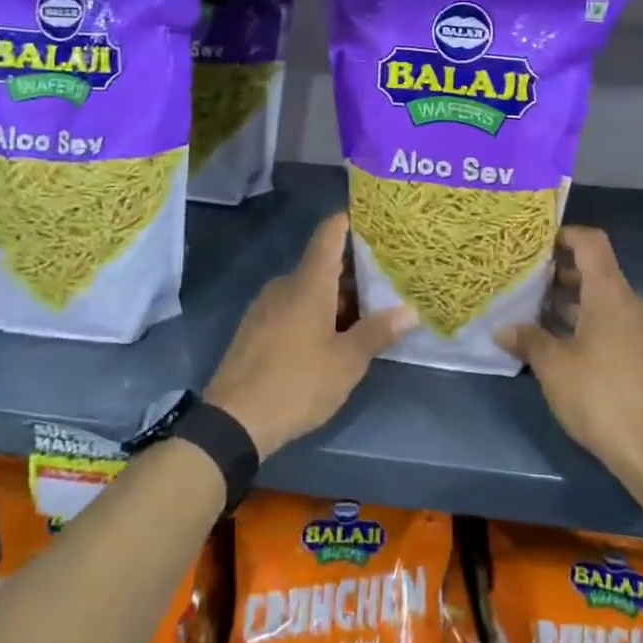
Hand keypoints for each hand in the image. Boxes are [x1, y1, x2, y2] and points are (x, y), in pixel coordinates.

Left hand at [205, 212, 414, 460]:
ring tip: (368, 313)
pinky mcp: (256, 328)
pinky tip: (332, 338)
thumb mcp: (347, 362)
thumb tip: (410, 311)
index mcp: (308, 281)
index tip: (379, 221)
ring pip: (309, 288)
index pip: (330, 232)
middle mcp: (285, 284)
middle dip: (356, 270)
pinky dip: (316, 312)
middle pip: (324, 262)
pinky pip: (292, 306)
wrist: (232, 422)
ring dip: (337, 296)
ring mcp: (266, 306)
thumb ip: (378, 332)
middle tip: (389, 279)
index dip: (352, 220)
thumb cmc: (296, 382)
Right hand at [499, 226, 642, 479]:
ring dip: (568, 300)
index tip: (533, 243)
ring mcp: (639, 328)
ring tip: (530, 309)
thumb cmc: (600, 395)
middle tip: (521, 278)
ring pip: (600, 298)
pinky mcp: (641, 353)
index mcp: (610, 292)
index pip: (591, 242)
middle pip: (594, 269)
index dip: (564, 234)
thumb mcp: (553, 366)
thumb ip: (528, 339)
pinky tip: (554, 340)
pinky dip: (582, 321)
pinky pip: (608, 321)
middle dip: (558, 271)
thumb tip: (502, 328)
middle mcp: (629, 302)